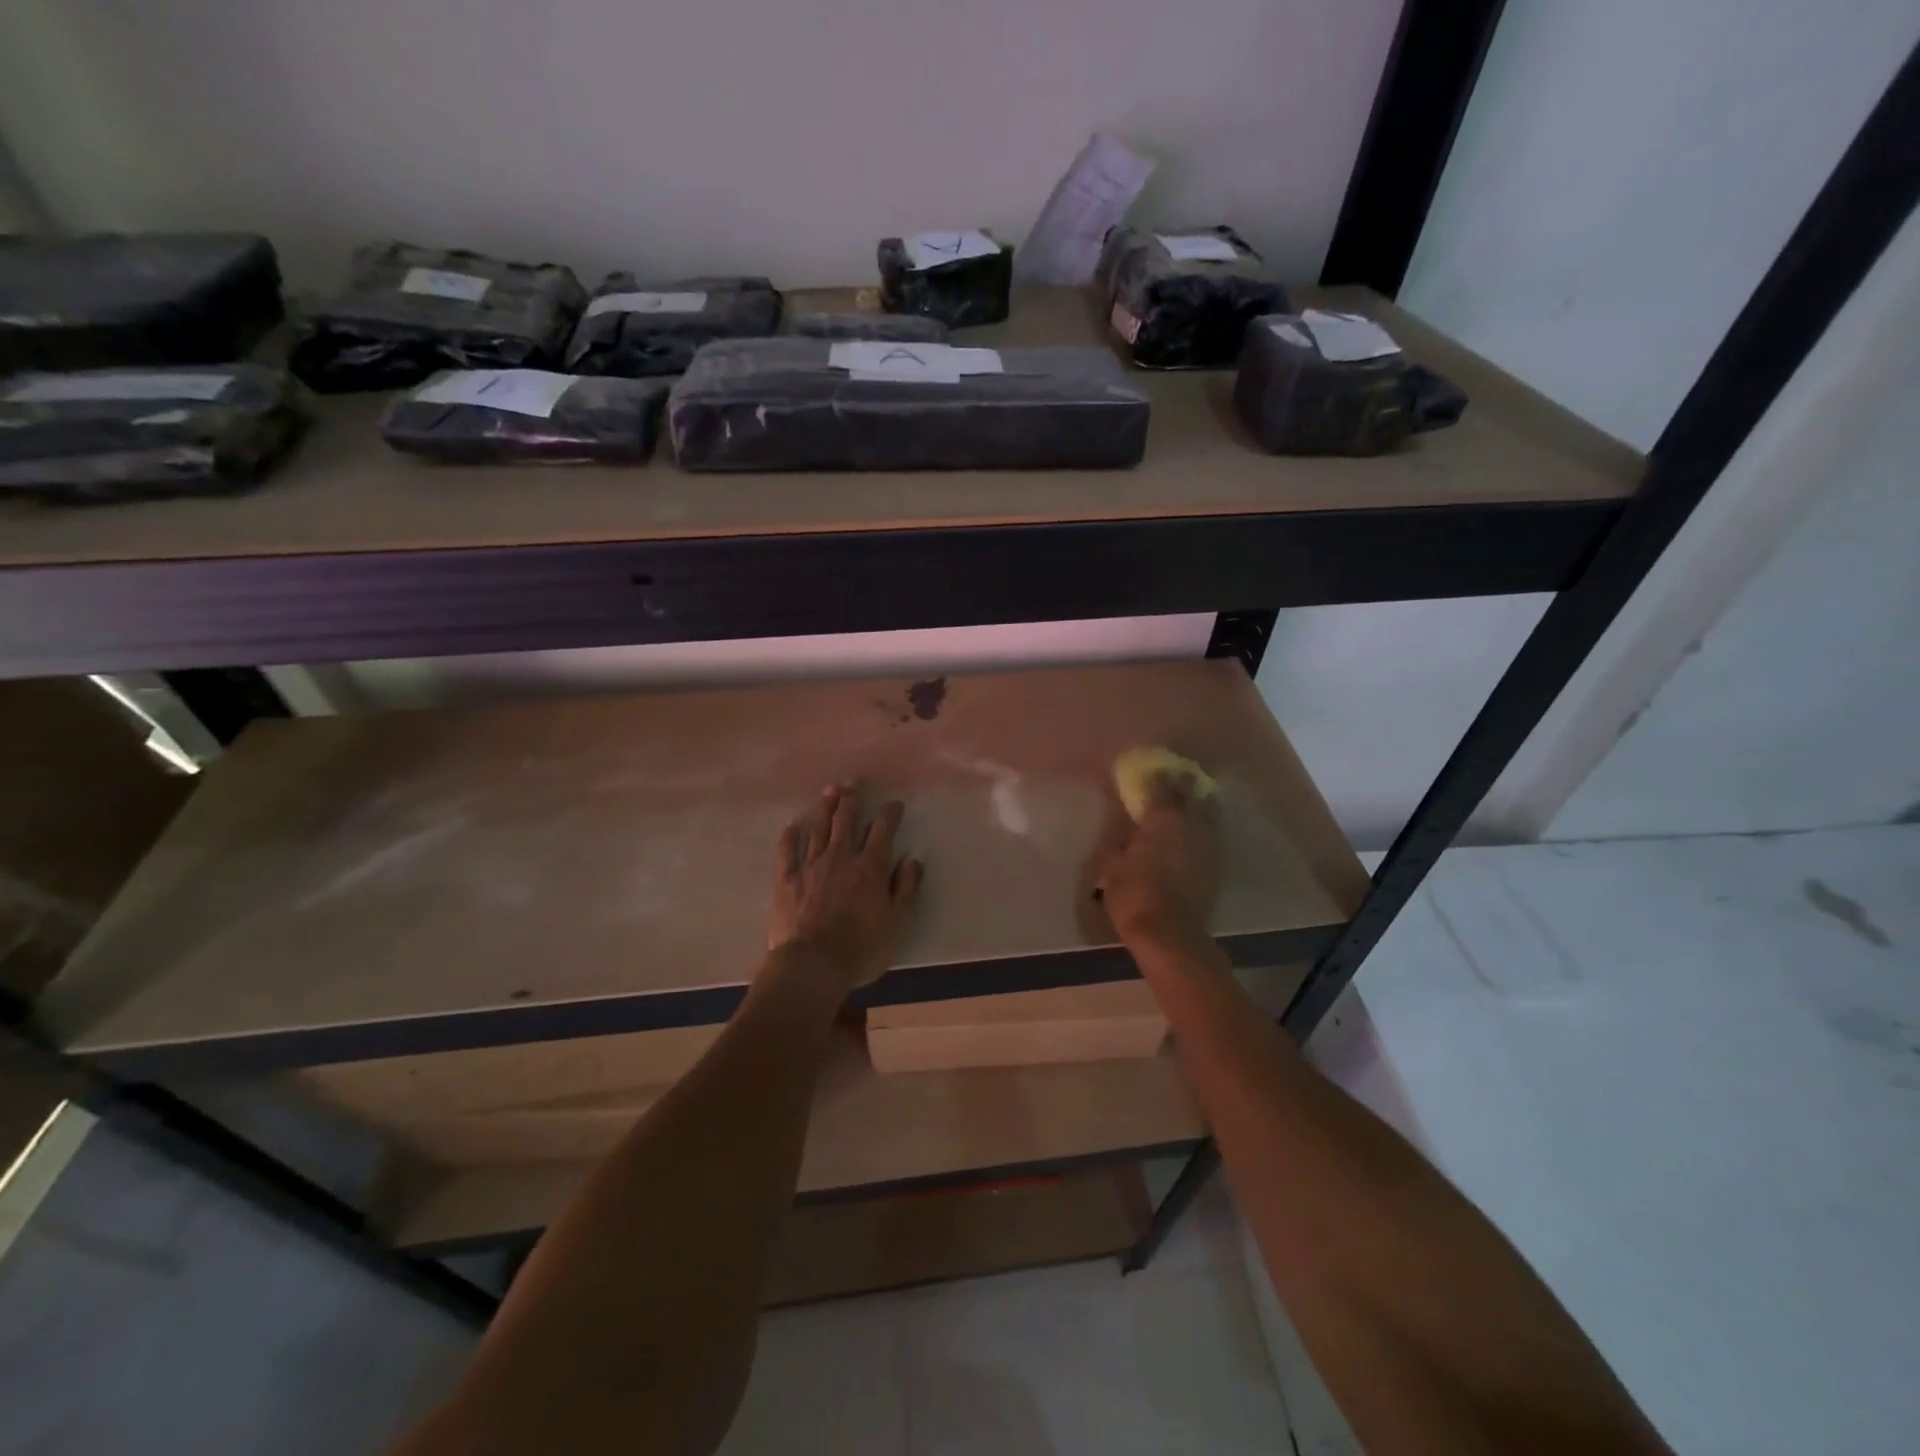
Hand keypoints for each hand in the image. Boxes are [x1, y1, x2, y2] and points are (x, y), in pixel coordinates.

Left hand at [768, 783, 924, 993]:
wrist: (812, 965)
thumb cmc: (861, 948)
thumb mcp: (898, 922)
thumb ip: (907, 888)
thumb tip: (912, 859)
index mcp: (870, 867)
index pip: (883, 830)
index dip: (889, 814)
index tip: (894, 804)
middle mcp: (840, 857)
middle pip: (846, 820)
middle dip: (851, 799)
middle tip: (852, 783)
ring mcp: (810, 866)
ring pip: (819, 829)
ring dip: (825, 808)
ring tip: (829, 792)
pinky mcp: (786, 880)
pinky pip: (787, 851)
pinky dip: (790, 836)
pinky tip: (793, 825)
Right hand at [1094, 774, 1222, 949]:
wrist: (1170, 933)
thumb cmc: (1134, 894)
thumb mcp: (1112, 865)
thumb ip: (1120, 842)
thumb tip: (1125, 833)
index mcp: (1162, 818)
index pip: (1161, 787)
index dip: (1155, 776)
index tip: (1149, 769)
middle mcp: (1191, 824)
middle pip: (1191, 794)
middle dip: (1183, 784)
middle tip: (1175, 777)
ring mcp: (1209, 844)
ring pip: (1207, 813)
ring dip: (1198, 805)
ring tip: (1188, 801)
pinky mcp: (1217, 865)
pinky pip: (1210, 836)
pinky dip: (1203, 829)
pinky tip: (1195, 833)